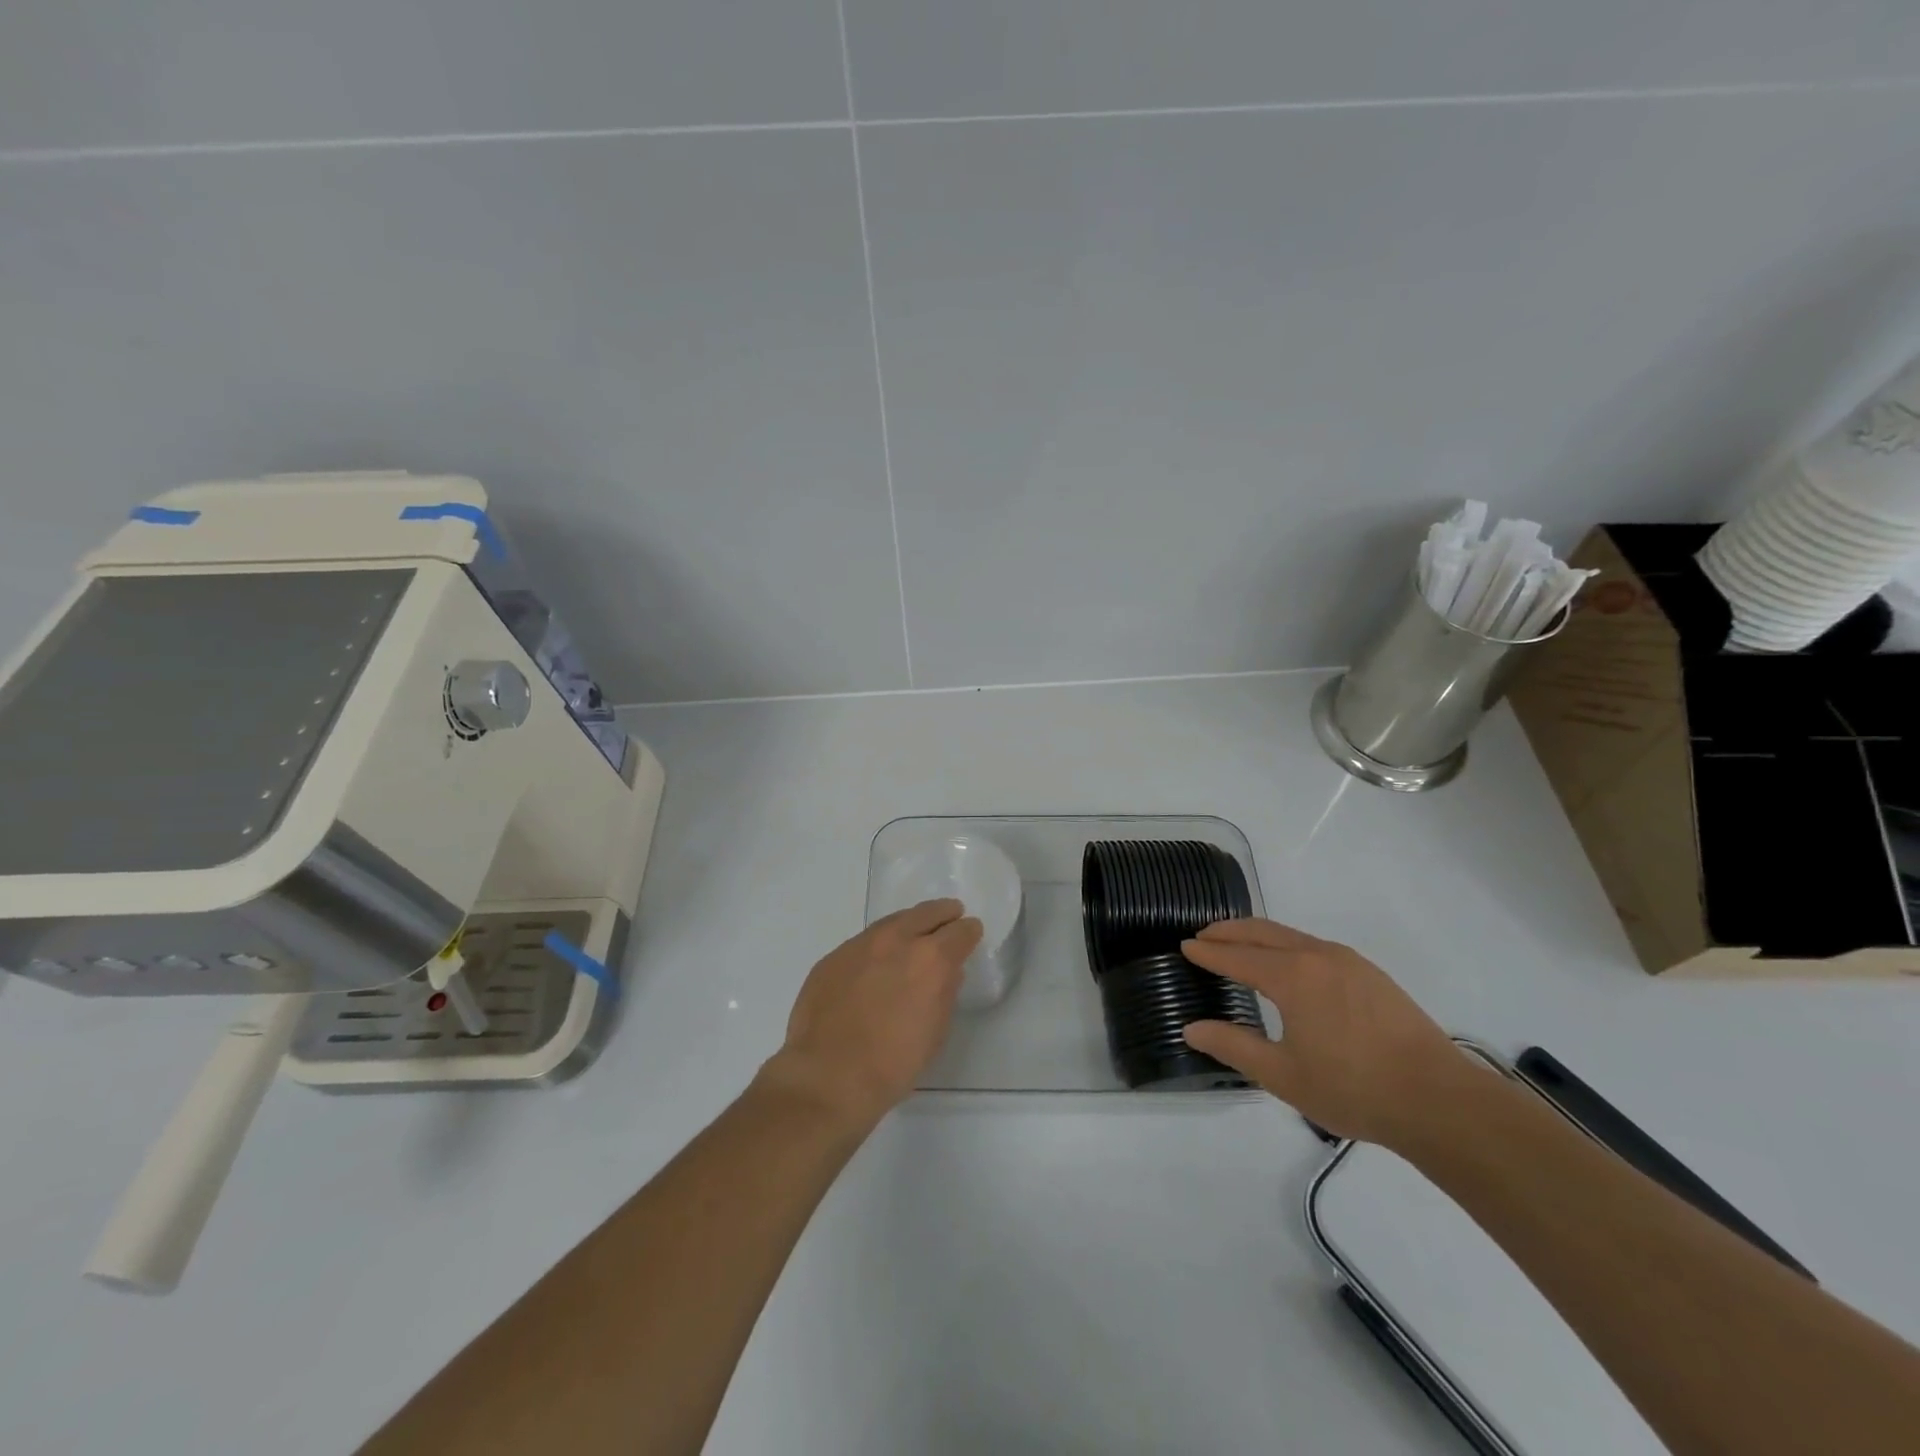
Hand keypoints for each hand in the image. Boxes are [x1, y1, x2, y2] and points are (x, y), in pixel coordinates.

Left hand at [762, 899, 981, 1128]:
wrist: (827, 1076)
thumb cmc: (893, 1064)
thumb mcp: (936, 1032)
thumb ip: (945, 993)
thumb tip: (947, 973)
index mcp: (931, 960)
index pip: (960, 932)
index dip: (969, 932)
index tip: (971, 933)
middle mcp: (897, 941)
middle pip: (926, 913)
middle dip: (942, 914)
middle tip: (950, 915)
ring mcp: (860, 944)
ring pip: (892, 922)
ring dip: (909, 924)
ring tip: (914, 932)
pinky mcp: (833, 956)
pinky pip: (863, 942)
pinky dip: (878, 945)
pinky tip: (877, 961)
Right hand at [1180, 919, 1471, 1148]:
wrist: (1439, 1101)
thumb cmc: (1353, 1088)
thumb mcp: (1282, 1075)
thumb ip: (1233, 1046)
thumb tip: (1191, 1029)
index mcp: (1291, 976)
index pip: (1236, 956)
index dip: (1208, 952)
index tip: (1186, 946)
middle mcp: (1317, 956)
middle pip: (1263, 932)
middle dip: (1229, 931)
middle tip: (1204, 936)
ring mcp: (1349, 962)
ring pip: (1291, 936)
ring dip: (1259, 936)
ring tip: (1240, 946)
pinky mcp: (1371, 975)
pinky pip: (1315, 946)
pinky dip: (1287, 945)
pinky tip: (1289, 966)